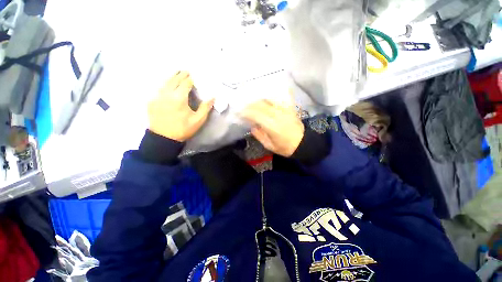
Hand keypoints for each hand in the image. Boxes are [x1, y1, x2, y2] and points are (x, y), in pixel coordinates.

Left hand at [148, 71, 213, 141]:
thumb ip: (205, 107)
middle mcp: (167, 94)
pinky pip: (158, 89)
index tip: (193, 75)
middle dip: (180, 74)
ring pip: (164, 83)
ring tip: (176, 74)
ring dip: (171, 77)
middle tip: (185, 71)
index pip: (185, 83)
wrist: (164, 138)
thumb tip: (212, 97)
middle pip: (174, 80)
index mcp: (179, 98)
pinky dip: (164, 85)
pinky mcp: (151, 101)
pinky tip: (167, 86)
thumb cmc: (183, 129)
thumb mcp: (198, 120)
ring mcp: (157, 97)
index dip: (190, 78)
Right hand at [241, 99, 303, 156]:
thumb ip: (259, 135)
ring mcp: (284, 110)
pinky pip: (280, 98)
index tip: (240, 113)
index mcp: (271, 126)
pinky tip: (266, 96)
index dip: (246, 112)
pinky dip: (272, 96)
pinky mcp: (289, 108)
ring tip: (253, 103)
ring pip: (268, 100)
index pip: (255, 114)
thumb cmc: (285, 147)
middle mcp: (277, 115)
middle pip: (260, 105)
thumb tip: (252, 126)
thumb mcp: (269, 145)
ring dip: (259, 100)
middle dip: (250, 105)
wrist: (302, 143)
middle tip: (244, 107)